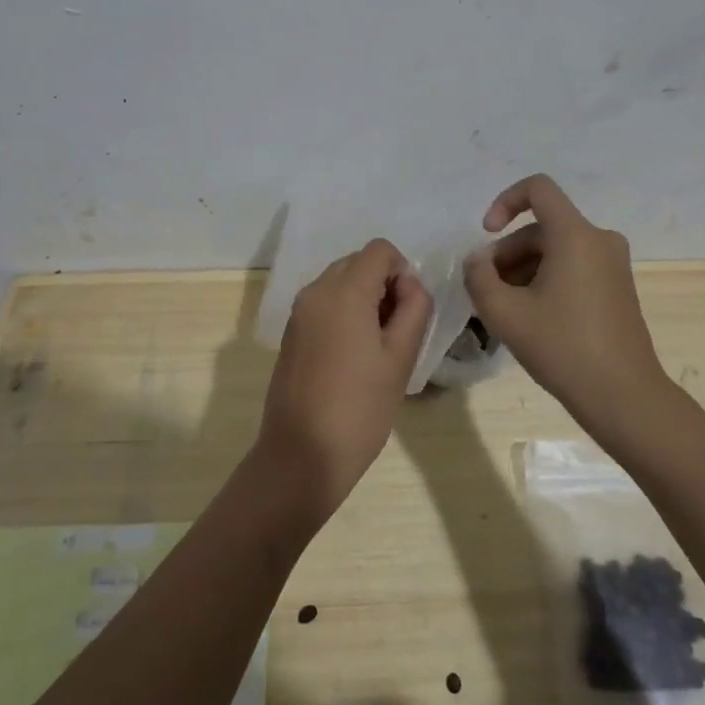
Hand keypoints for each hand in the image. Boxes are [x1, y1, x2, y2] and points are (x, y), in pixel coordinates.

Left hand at [258, 238, 431, 525]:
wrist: (301, 455)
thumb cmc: (360, 408)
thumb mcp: (400, 358)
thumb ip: (414, 308)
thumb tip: (409, 283)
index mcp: (343, 291)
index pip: (379, 250)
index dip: (402, 271)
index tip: (408, 311)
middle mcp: (315, 291)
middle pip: (357, 263)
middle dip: (383, 284)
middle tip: (396, 331)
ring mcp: (298, 312)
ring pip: (340, 283)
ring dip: (364, 299)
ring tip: (376, 348)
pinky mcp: (291, 333)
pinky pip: (324, 304)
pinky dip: (344, 313)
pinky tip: (353, 357)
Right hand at [464, 174, 674, 444]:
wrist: (623, 396)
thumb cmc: (562, 348)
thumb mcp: (504, 312)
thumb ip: (479, 276)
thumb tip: (477, 260)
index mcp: (575, 235)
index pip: (538, 188)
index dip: (504, 202)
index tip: (486, 234)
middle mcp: (599, 240)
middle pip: (541, 227)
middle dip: (507, 253)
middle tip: (486, 291)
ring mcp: (613, 264)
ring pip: (555, 250)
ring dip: (523, 270)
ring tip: (504, 310)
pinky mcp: (617, 287)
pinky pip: (573, 267)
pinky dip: (546, 280)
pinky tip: (530, 318)